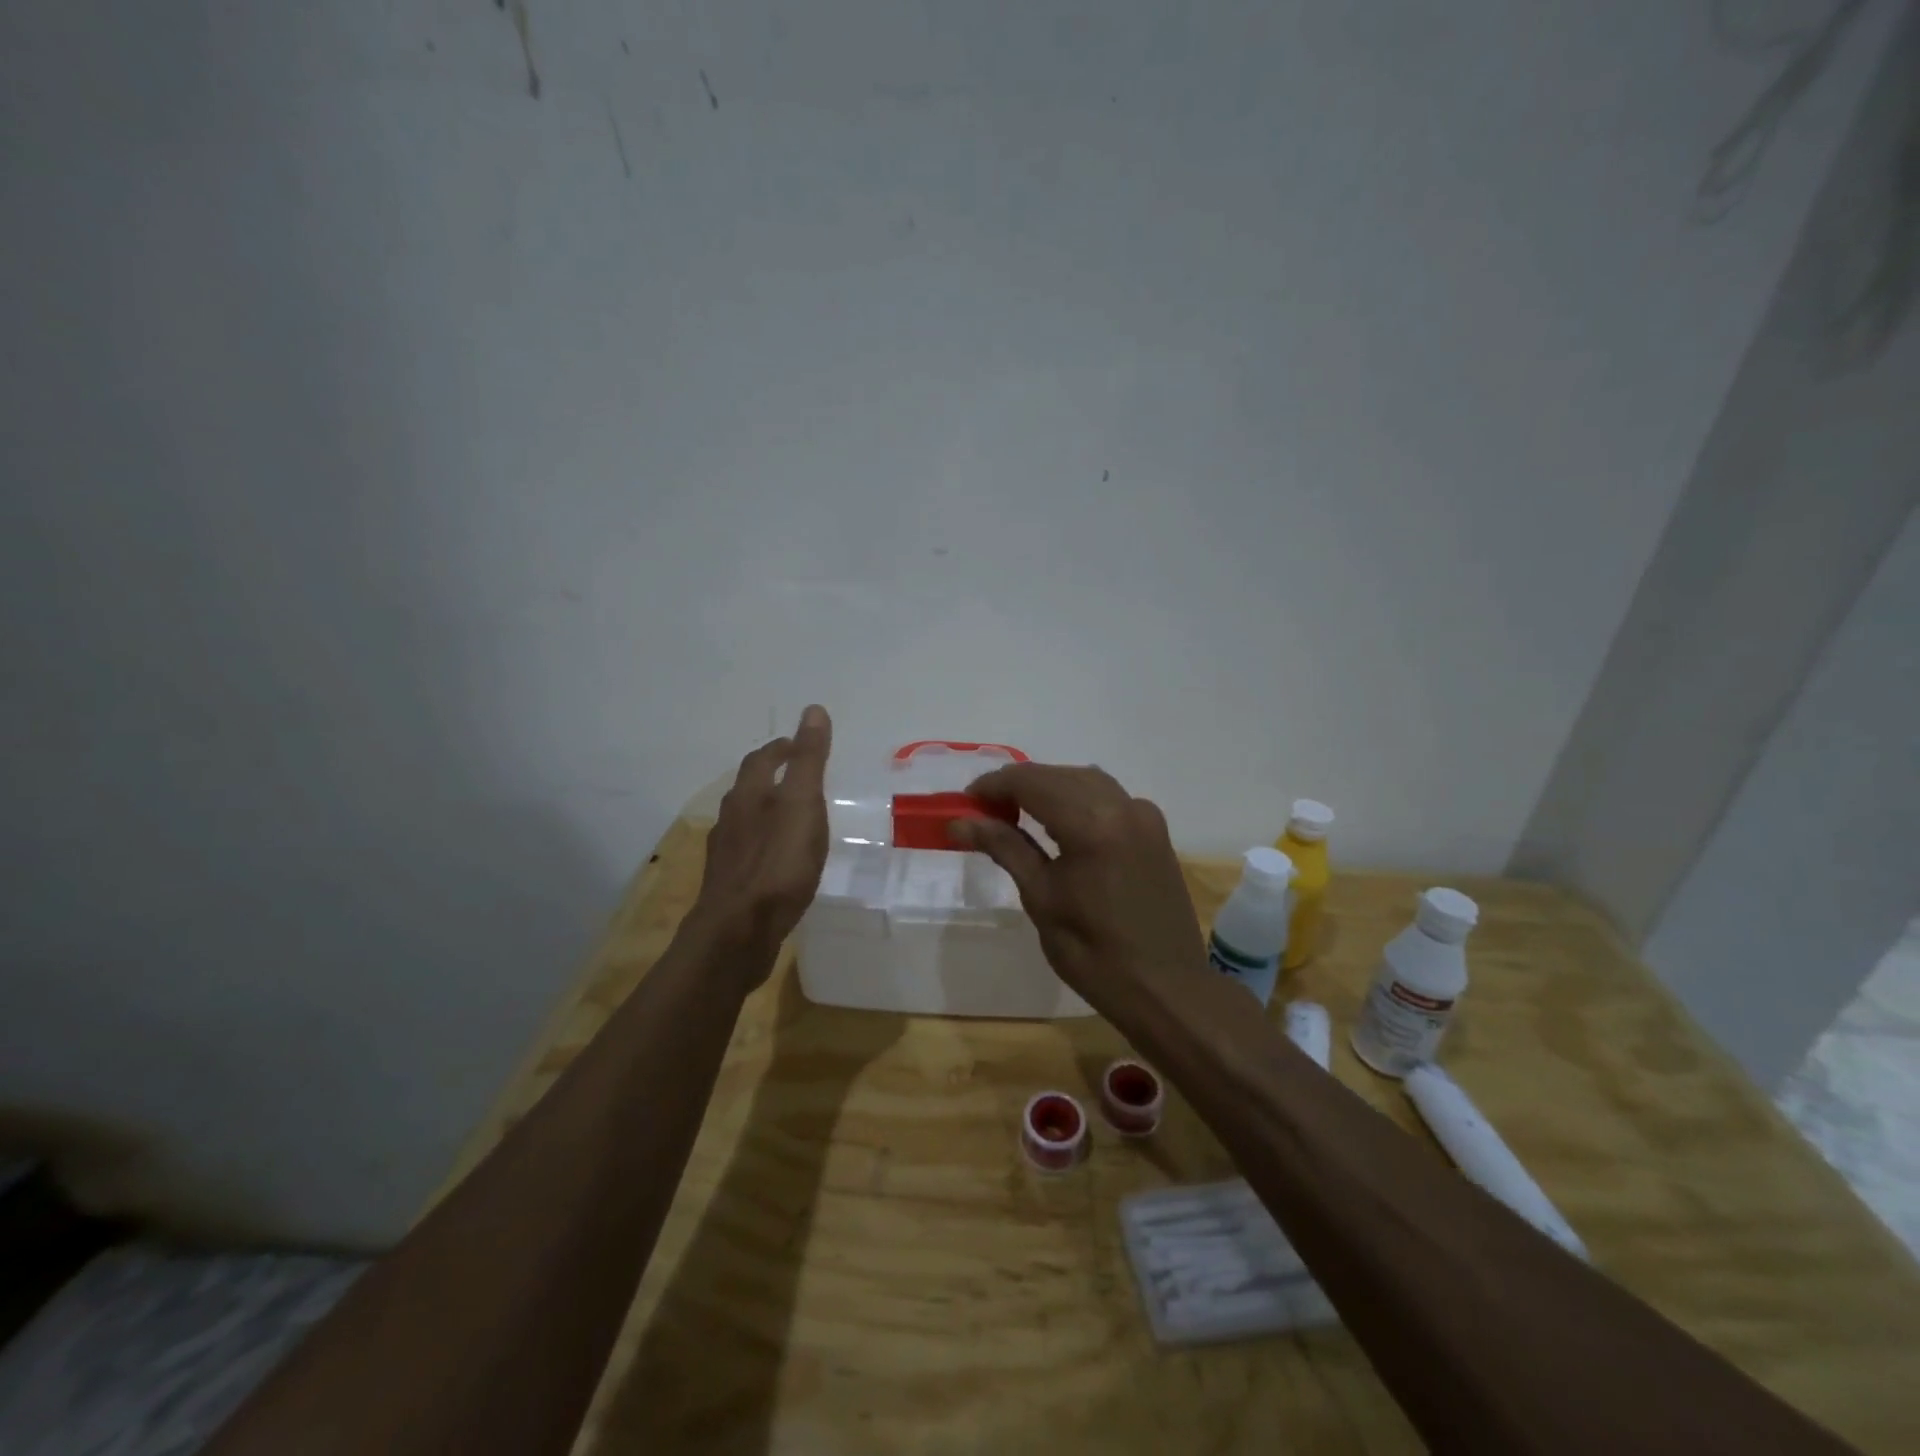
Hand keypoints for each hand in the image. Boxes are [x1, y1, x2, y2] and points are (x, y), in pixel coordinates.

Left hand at [685, 705, 832, 982]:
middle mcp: (731, 818)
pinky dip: (766, 843)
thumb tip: (813, 709)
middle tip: (799, 775)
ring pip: (747, 820)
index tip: (800, 743)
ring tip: (793, 815)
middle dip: (772, 776)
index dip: (783, 747)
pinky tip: (780, 860)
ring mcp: (726, 853)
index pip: (763, 759)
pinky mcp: (730, 884)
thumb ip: (809, 760)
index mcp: (749, 795)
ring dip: (768, 810)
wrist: (738, 932)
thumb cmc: (777, 864)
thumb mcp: (803, 805)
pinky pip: (749, 851)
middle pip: (750, 787)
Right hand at [949, 763, 1207, 1018]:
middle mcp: (1122, 806)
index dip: (994, 785)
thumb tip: (960, 822)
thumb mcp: (1041, 898)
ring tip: (1014, 812)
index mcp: (1092, 824)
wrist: (1166, 989)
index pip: (1032, 782)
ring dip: (1048, 788)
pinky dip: (1077, 799)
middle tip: (984, 810)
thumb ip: (1005, 848)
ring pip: (1085, 781)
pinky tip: (1058, 822)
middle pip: (1058, 776)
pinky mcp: (1155, 830)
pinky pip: (1109, 797)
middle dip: (1018, 785)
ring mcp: (1144, 815)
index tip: (966, 801)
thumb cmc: (1094, 953)